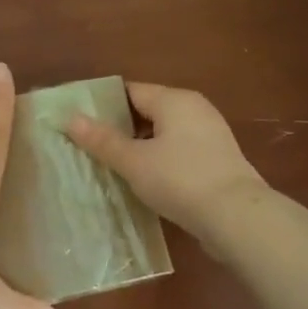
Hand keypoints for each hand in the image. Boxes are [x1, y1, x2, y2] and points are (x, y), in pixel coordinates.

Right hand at [63, 82, 265, 236]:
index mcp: (174, 100)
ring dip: (140, 147)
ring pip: (164, 134)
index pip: (130, 91)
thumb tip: (71, 118)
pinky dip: (160, 161)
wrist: (237, 217)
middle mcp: (195, 109)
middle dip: (120, 128)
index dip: (103, 104)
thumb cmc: (180, 180)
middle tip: (90, 147)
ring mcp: (210, 134)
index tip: (79, 122)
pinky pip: (179, 152)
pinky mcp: (217, 160)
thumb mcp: (134, 161)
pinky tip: (144, 181)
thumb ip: (102, 140)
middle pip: (148, 111)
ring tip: (112, 166)